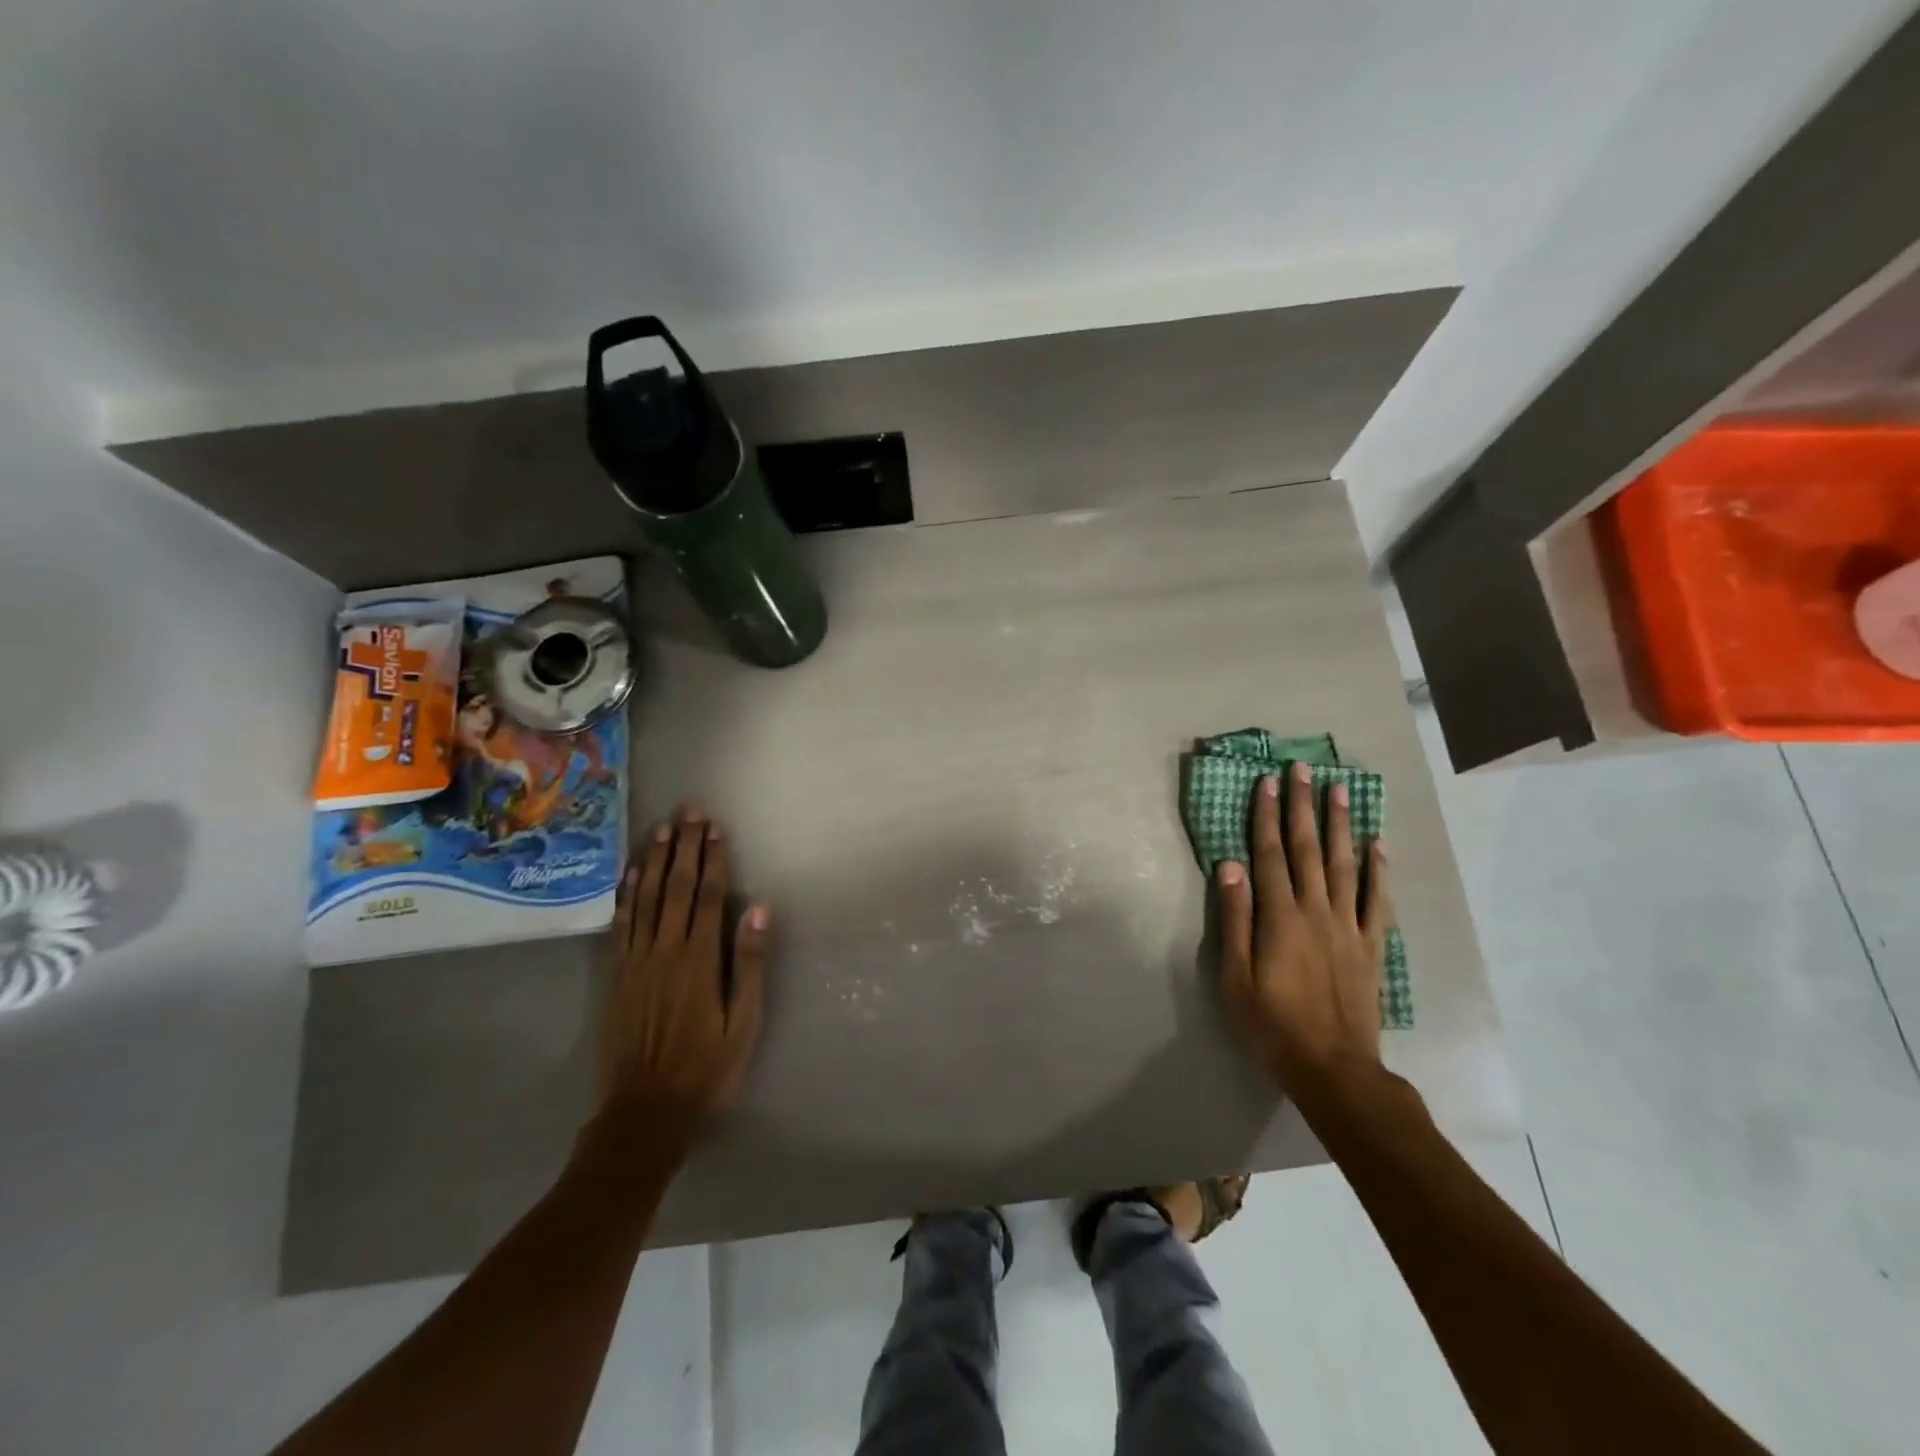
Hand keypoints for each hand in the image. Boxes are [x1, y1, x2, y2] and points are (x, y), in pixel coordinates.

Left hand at [592, 806, 769, 1146]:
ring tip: (661, 828)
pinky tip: (629, 873)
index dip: (712, 859)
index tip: (715, 828)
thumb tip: (760, 909)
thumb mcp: (743, 1023)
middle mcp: (665, 950)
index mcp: (700, 960)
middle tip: (689, 810)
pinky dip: (625, 894)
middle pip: (676, 887)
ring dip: (654, 860)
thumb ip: (751, 964)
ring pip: (645, 898)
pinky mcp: (616, 975)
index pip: (708, 896)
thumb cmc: (706, 1069)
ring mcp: (635, 961)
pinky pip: (620, 924)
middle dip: (684, 846)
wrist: (644, 1112)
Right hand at [1215, 763, 1392, 1112]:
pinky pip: (1377, 900)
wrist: (1333, 1069)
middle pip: (1308, 849)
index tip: (1267, 782)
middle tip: (1303, 768)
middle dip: (1302, 806)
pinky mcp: (1371, 946)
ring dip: (1340, 824)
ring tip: (1340, 789)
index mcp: (1280, 918)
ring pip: (1344, 865)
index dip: (1266, 816)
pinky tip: (1379, 843)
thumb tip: (1230, 866)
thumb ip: (1234, 919)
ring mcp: (1348, 927)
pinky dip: (1379, 870)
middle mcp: (1316, 911)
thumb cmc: (1272, 1026)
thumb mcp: (1235, 978)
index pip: (1269, 854)